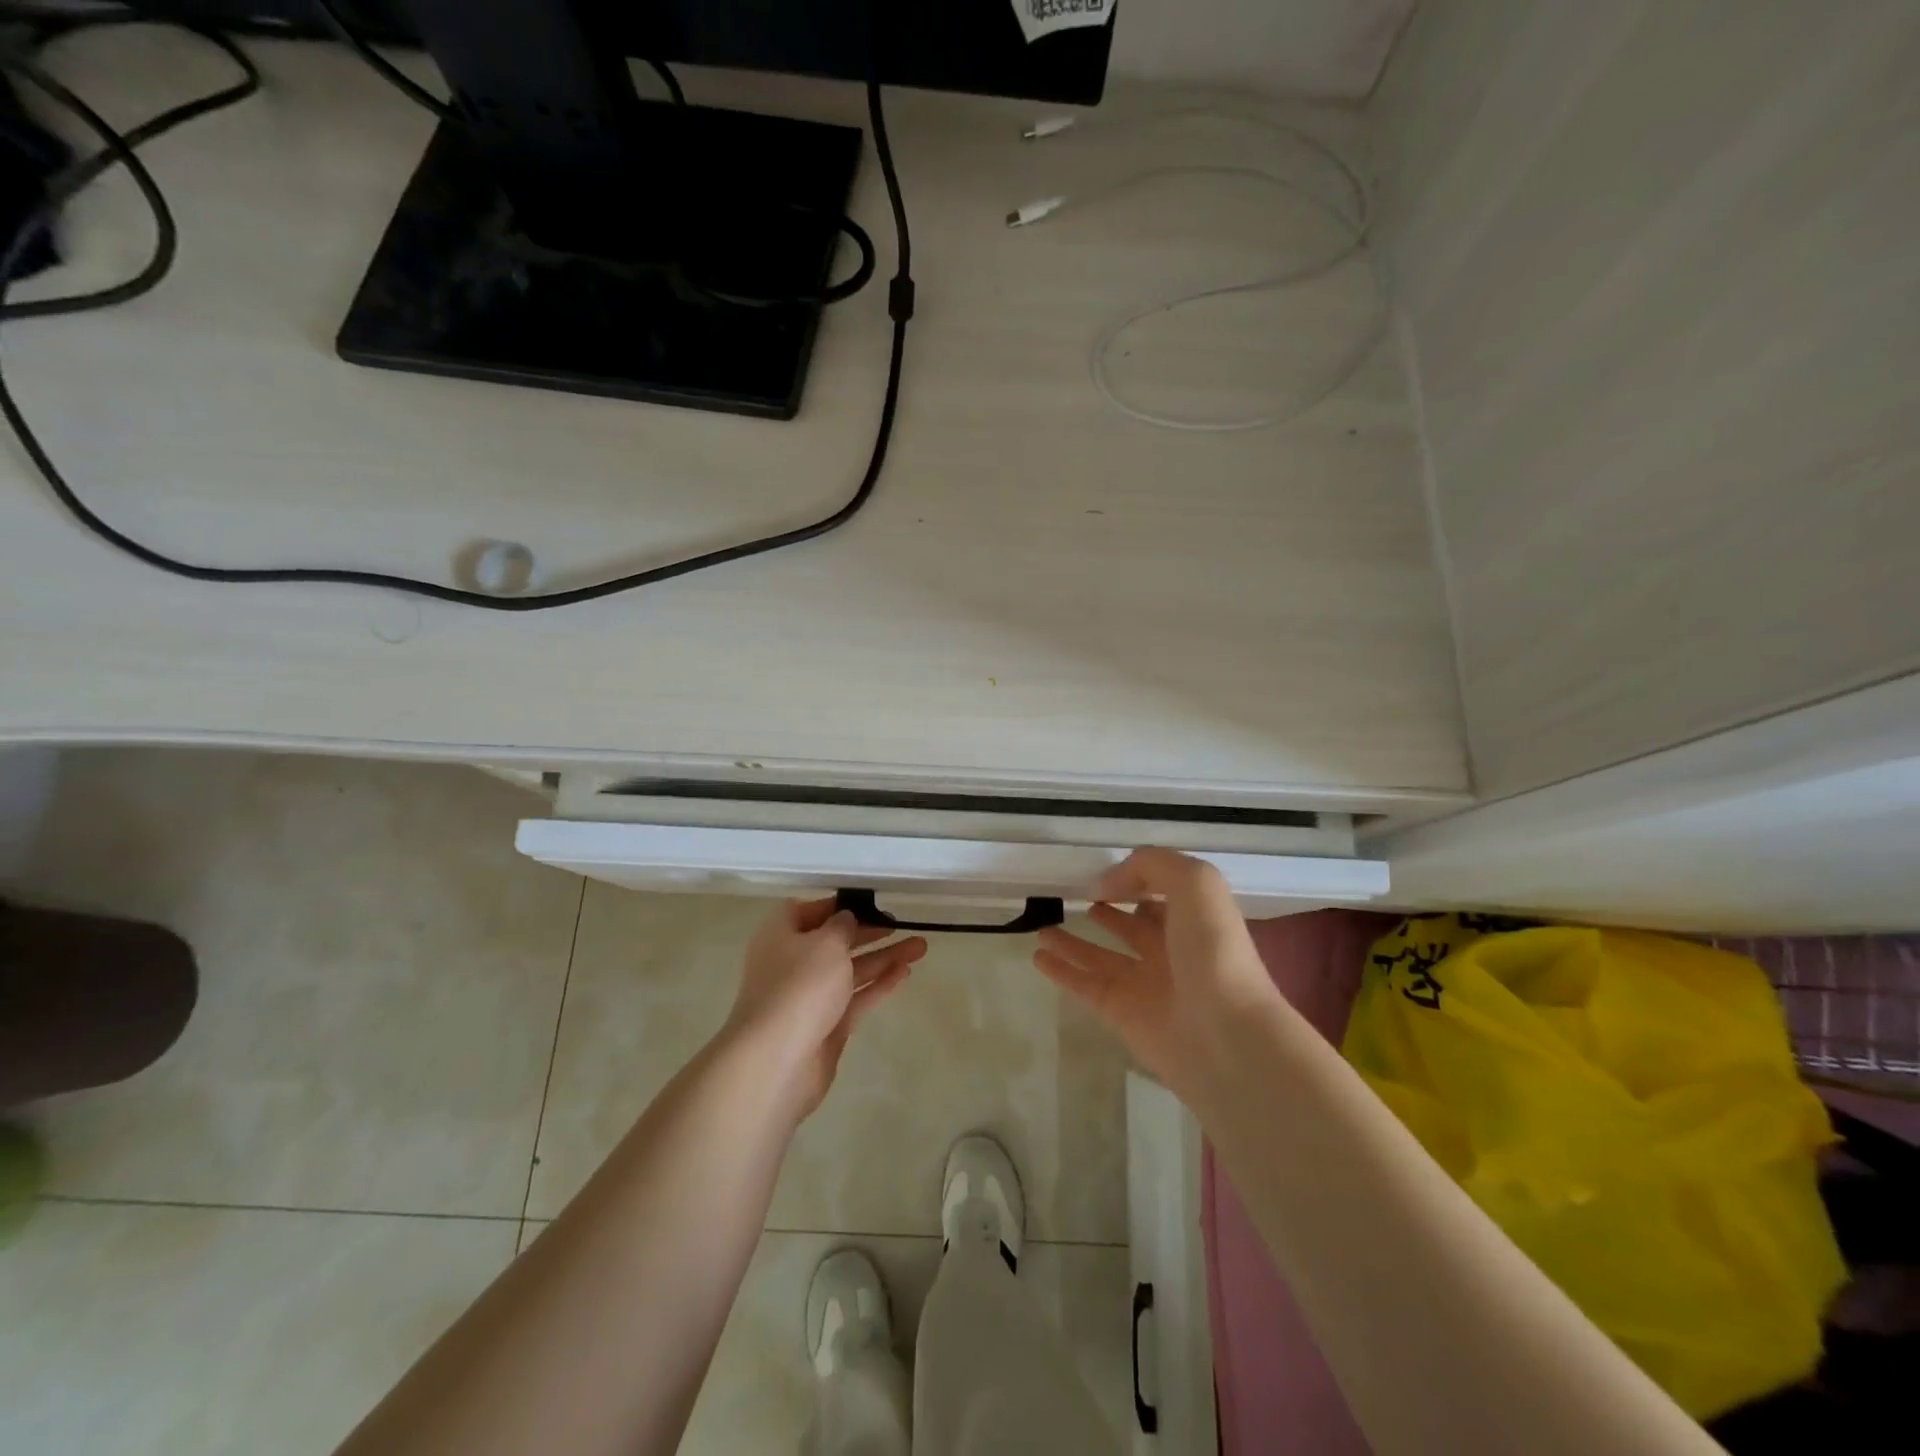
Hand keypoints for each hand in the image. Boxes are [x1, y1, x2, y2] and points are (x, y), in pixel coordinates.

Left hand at [723, 898, 926, 1119]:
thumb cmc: (800, 986)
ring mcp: (809, 996)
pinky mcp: (826, 1025)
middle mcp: (792, 962)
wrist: (778, 1060)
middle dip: (867, 932)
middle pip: (834, 941)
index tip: (868, 903)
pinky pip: (856, 997)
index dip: (837, 905)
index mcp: (781, 934)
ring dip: (883, 957)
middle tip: (899, 923)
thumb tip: (845, 920)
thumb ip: (842, 926)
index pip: (808, 910)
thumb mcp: (826, 942)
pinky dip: (878, 984)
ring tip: (920, 947)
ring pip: (850, 969)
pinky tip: (904, 972)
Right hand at [1034, 848, 1278, 1098]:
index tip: (1104, 874)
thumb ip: (1151, 866)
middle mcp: (1171, 951)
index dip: (1137, 880)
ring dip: (1073, 941)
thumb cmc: (1214, 952)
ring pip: (1101, 956)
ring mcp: (1145, 985)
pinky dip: (1062, 971)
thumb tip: (1105, 884)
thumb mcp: (1195, 883)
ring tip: (1042, 926)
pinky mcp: (1122, 1013)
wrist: (1226, 1037)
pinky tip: (1038, 956)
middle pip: (1132, 926)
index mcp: (1194, 920)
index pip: (1162, 894)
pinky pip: (1085, 985)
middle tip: (1072, 899)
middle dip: (1108, 911)